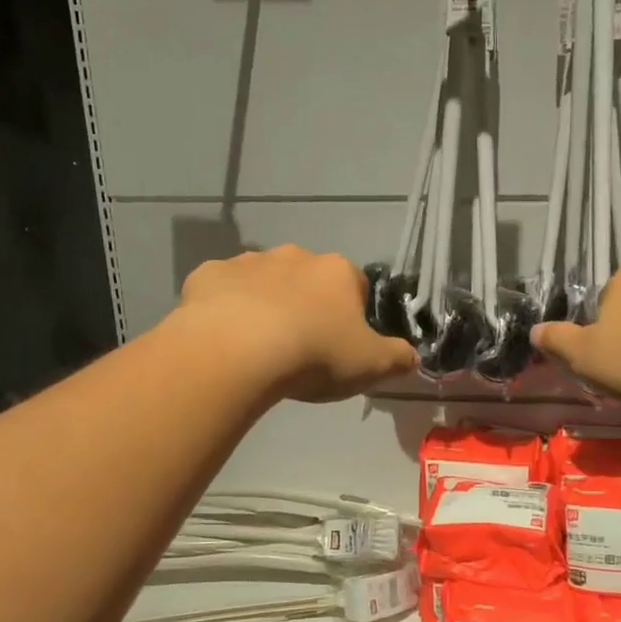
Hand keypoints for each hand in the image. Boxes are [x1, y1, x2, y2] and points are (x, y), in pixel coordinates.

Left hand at [176, 246, 416, 402]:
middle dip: (305, 306)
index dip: (351, 316)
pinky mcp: (208, 276)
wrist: (237, 350)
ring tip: (259, 348)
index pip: (355, 287)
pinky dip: (223, 309)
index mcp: (337, 272)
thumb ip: (398, 358)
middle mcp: (294, 256)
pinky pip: (221, 292)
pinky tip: (223, 339)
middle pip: (307, 280)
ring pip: (262, 282)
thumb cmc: (314, 354)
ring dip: (264, 305)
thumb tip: (412, 357)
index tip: (341, 345)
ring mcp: (247, 262)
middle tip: (299, 348)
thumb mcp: (371, 365)